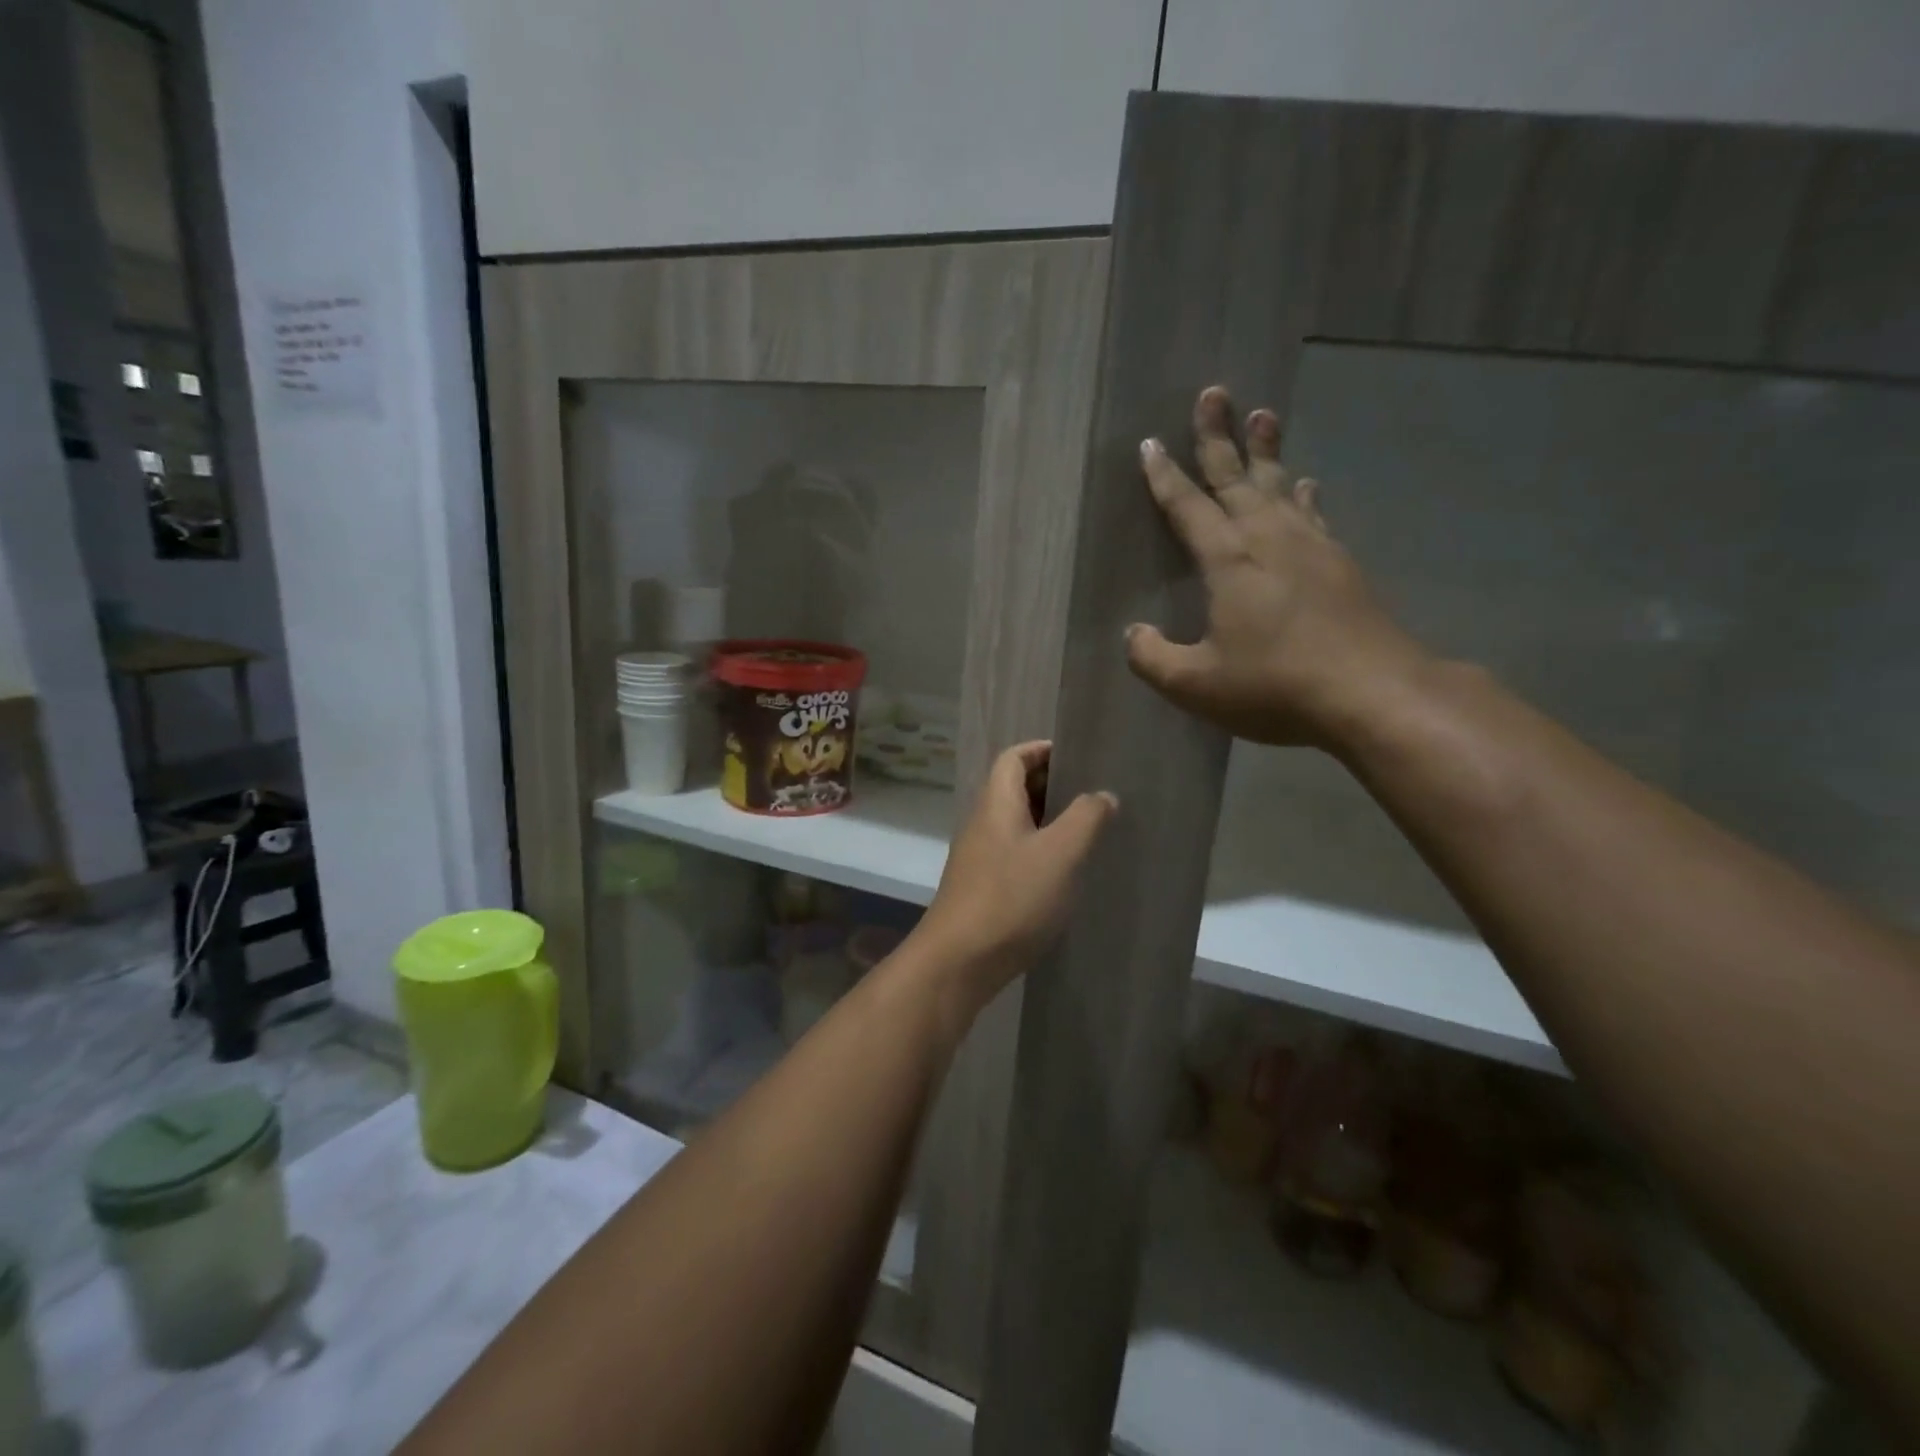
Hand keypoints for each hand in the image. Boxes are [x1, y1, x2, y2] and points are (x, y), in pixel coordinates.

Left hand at [913, 742, 1115, 1010]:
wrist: (959, 961)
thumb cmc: (1011, 897)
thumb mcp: (1060, 854)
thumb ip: (1086, 818)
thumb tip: (1102, 794)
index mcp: (996, 804)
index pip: (1013, 758)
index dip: (1042, 750)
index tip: (1078, 756)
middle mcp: (983, 824)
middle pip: (1014, 788)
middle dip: (1051, 785)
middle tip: (1092, 794)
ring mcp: (979, 857)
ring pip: (1016, 824)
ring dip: (1048, 821)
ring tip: (1088, 830)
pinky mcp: (983, 888)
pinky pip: (1014, 853)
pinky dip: (1040, 851)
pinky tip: (1065, 872)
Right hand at [1126, 386, 1430, 750]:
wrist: (1372, 693)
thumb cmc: (1274, 685)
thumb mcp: (1195, 684)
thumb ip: (1152, 658)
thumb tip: (1133, 633)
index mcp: (1229, 560)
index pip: (1187, 507)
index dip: (1164, 476)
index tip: (1151, 443)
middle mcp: (1269, 538)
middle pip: (1237, 476)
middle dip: (1219, 436)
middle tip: (1213, 393)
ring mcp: (1310, 546)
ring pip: (1279, 485)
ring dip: (1267, 451)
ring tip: (1264, 415)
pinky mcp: (1340, 563)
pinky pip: (1312, 513)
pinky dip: (1302, 495)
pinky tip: (1305, 485)